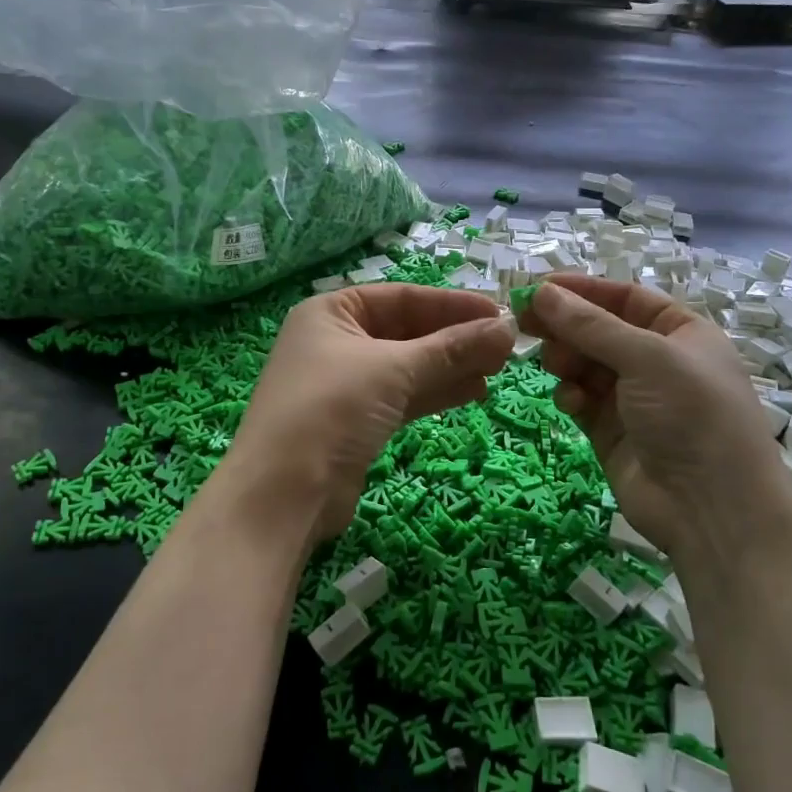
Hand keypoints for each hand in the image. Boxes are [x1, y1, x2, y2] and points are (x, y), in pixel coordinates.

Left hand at [228, 284, 515, 544]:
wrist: (284, 494)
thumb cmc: (332, 408)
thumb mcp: (394, 369)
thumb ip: (451, 348)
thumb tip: (506, 329)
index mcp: (332, 312)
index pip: (403, 297)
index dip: (452, 304)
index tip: (499, 313)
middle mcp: (336, 342)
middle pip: (408, 331)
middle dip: (456, 338)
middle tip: (507, 347)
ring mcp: (345, 384)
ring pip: (409, 366)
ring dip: (452, 367)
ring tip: (499, 369)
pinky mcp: (356, 421)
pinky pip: (404, 396)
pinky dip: (436, 392)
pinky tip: (474, 392)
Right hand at [521, 276, 791, 561]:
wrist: (710, 509)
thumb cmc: (691, 415)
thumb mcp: (646, 358)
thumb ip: (590, 325)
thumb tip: (541, 292)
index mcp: (681, 332)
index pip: (625, 298)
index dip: (583, 290)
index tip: (539, 286)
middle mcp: (657, 361)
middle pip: (600, 330)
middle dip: (566, 325)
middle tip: (523, 321)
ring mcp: (633, 398)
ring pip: (585, 364)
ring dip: (567, 360)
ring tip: (555, 365)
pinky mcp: (611, 431)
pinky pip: (582, 399)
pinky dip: (572, 395)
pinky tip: (571, 401)